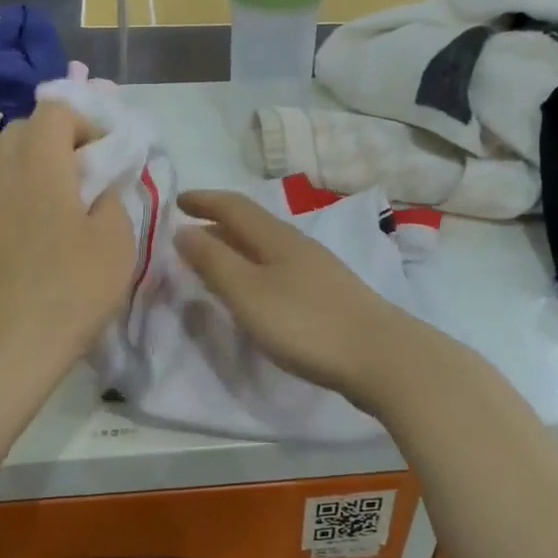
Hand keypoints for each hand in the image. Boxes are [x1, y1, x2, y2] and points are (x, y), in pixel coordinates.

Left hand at [0, 100, 133, 379]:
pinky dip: (20, 205)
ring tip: (66, 217)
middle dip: (59, 143)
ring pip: (7, 167)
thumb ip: (112, 201)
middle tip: (88, 181)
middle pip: (24, 132)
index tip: (108, 156)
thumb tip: (98, 191)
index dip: (86, 122)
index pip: (54, 110)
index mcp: (38, 165)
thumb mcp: (116, 244)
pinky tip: (38, 248)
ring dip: (39, 176)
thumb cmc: (67, 292)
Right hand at [175, 189, 423, 409]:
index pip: (234, 206)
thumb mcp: (248, 293)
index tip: (176, 201)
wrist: (381, 356)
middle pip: (253, 224)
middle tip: (189, 234)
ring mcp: (318, 269)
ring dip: (238, 248)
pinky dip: (256, 269)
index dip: (204, 200)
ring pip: (268, 247)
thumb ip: (214, 262)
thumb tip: (184, 231)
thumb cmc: (306, 323)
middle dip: (218, 224)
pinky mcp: (329, 295)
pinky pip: (281, 268)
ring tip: (216, 262)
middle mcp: (298, 245)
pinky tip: (257, 292)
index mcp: (277, 237)